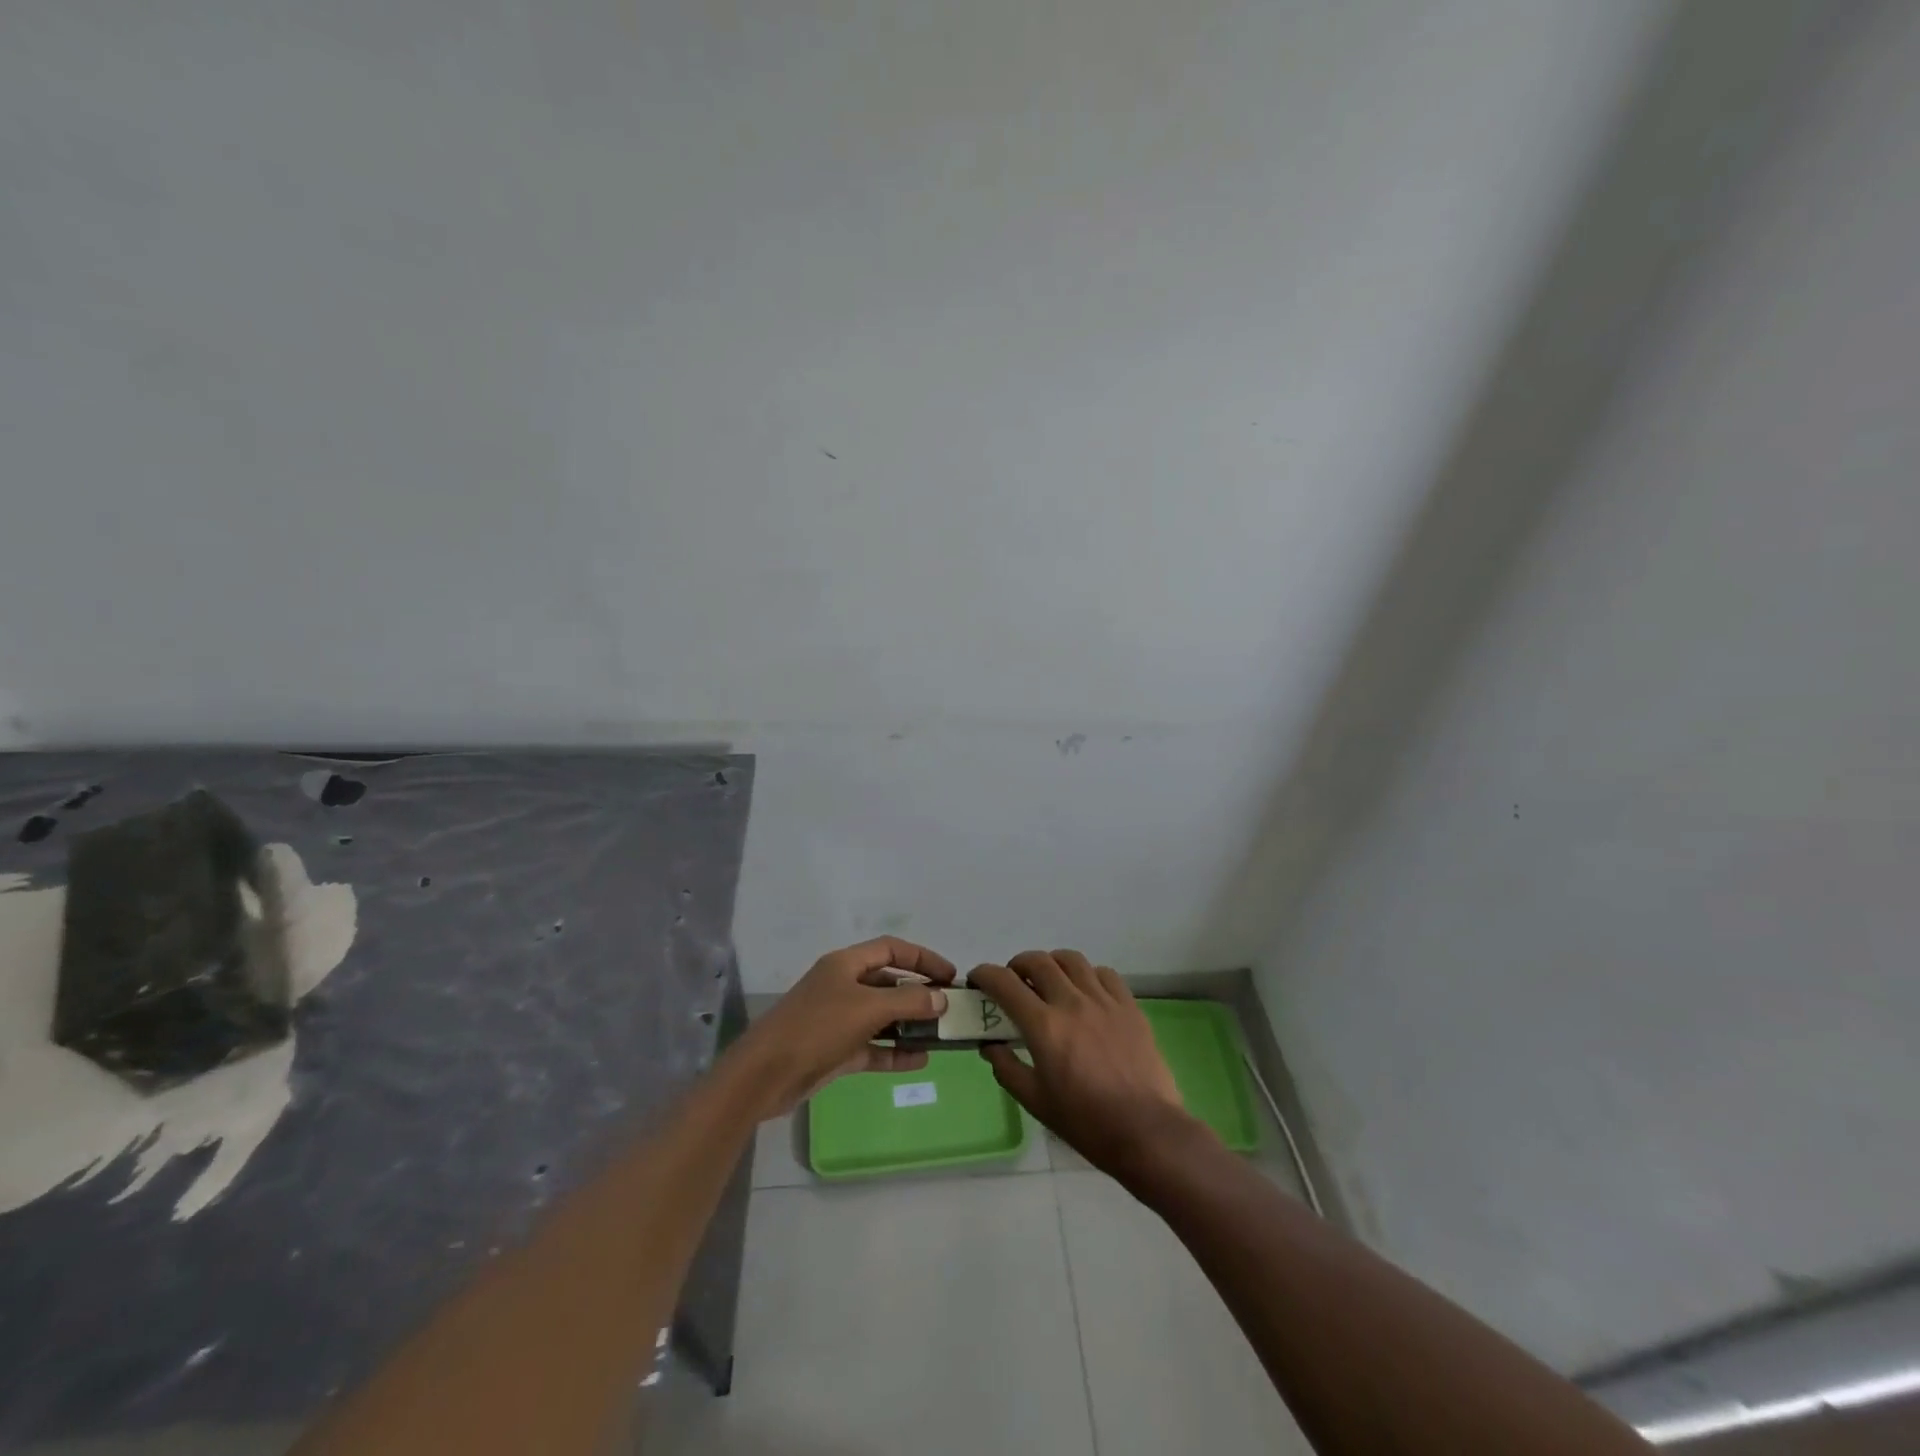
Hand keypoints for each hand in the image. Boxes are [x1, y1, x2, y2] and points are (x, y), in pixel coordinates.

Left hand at [730, 937, 954, 1119]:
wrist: (765, 1074)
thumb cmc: (817, 1027)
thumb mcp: (867, 1008)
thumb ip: (909, 1000)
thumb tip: (941, 997)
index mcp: (845, 964)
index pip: (892, 949)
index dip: (923, 958)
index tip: (950, 976)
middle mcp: (842, 986)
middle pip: (888, 982)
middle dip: (919, 993)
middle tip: (950, 1008)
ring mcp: (838, 1020)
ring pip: (882, 1016)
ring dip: (910, 1024)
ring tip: (941, 1035)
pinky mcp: (835, 1051)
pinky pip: (873, 1046)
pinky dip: (895, 1051)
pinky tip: (920, 1060)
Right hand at [970, 950, 1206, 1177]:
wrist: (1145, 1131)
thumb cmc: (1085, 1122)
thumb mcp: (1035, 1102)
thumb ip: (1007, 1068)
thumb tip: (991, 1046)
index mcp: (1044, 1026)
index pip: (1004, 983)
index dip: (985, 974)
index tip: (978, 979)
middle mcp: (1071, 1002)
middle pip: (1037, 961)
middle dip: (1017, 965)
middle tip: (1013, 981)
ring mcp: (1104, 1000)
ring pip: (1071, 960)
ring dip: (1052, 964)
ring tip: (1049, 980)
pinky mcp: (1129, 1006)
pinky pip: (1104, 973)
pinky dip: (1087, 974)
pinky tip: (1086, 991)